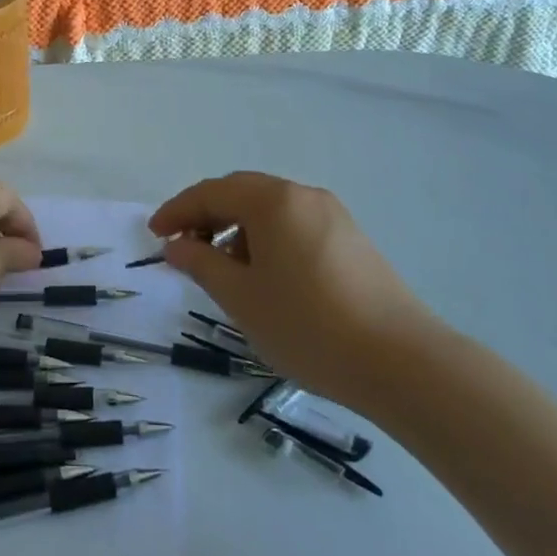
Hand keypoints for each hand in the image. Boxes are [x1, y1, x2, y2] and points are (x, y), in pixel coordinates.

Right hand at [149, 172, 432, 404]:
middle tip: (184, 249)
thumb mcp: (241, 298)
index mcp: (272, 201)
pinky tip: (266, 277)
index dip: (177, 211)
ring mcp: (332, 215)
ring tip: (224, 271)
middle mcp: (302, 195)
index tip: (154, 236)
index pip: (211, 192)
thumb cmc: (308, 327)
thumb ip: (201, 264)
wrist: (402, 363)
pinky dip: (267, 240)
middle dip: (207, 217)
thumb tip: (176, 246)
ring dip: (237, 230)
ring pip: (269, 210)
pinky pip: (294, 225)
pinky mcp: (351, 239)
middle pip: (241, 193)